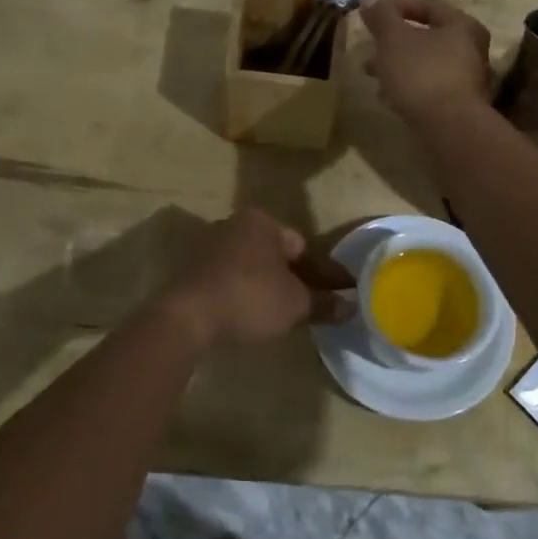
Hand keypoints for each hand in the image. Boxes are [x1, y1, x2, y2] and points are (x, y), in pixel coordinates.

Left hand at [156, 209, 353, 347]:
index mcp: (262, 222)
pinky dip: (247, 292)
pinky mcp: (193, 269)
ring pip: (253, 266)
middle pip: (277, 254)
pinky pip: (232, 278)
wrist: (186, 317)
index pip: (304, 246)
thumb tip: (351, 307)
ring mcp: (210, 246)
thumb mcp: (295, 304)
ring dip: (271, 286)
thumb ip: (324, 303)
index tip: (344, 291)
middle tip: (317, 302)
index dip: (326, 273)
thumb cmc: (249, 298)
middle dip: (297, 278)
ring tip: (289, 312)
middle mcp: (235, 224)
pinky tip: (256, 313)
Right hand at [358, 0, 493, 125]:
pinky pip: (429, 85)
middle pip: (427, 36)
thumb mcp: (394, 40)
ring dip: (397, 64)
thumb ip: (381, 17)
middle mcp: (471, 49)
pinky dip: (408, 84)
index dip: (396, 5)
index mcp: (461, 25)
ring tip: (371, 73)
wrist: (449, 128)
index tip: (371, 11)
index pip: (428, 4)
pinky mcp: (459, 105)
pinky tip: (387, 95)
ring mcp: (467, 79)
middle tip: (369, 46)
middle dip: (393, 40)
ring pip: (426, 62)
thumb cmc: (422, 74)